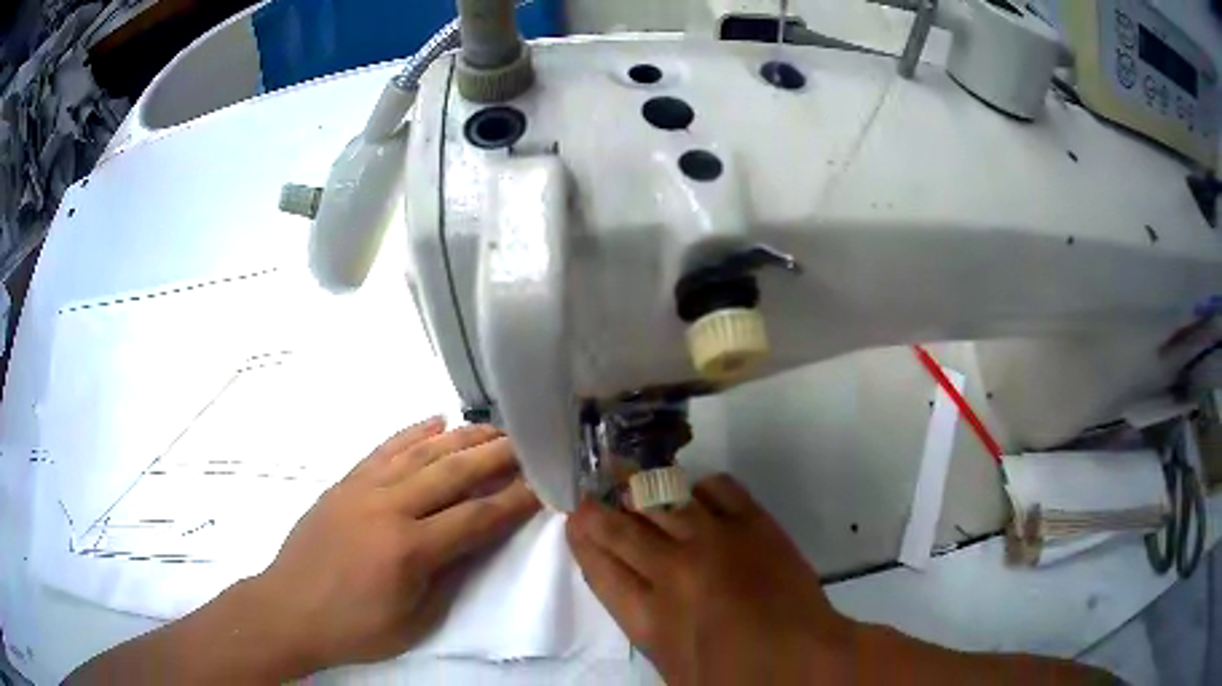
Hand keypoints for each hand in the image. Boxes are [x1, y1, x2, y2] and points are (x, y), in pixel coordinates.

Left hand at [249, 418, 539, 672]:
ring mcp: (362, 489)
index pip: (475, 517)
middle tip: (528, 442)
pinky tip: (435, 421)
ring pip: (421, 452)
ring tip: (492, 427)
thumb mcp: (413, 620)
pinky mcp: (345, 482)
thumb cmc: (354, 628)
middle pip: (452, 472)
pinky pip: (384, 449)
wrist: (289, 609)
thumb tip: (476, 540)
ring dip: (461, 437)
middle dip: (496, 455)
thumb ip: (448, 577)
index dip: (514, 501)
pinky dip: (413, 432)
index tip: (543, 486)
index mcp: (408, 549)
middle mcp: (388, 508)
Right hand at [566, 474, 851, 685]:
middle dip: (599, 511)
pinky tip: (695, 494)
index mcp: (648, 617)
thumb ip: (648, 624)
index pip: (600, 567)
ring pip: (663, 501)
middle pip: (622, 529)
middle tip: (591, 497)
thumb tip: (638, 589)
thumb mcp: (671, 667)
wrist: (802, 660)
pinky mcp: (754, 524)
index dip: (582, 540)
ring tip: (629, 481)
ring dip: (641, 492)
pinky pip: (717, 488)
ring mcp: (715, 541)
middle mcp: (673, 571)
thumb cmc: (734, 677)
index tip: (574, 521)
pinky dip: (700, 487)